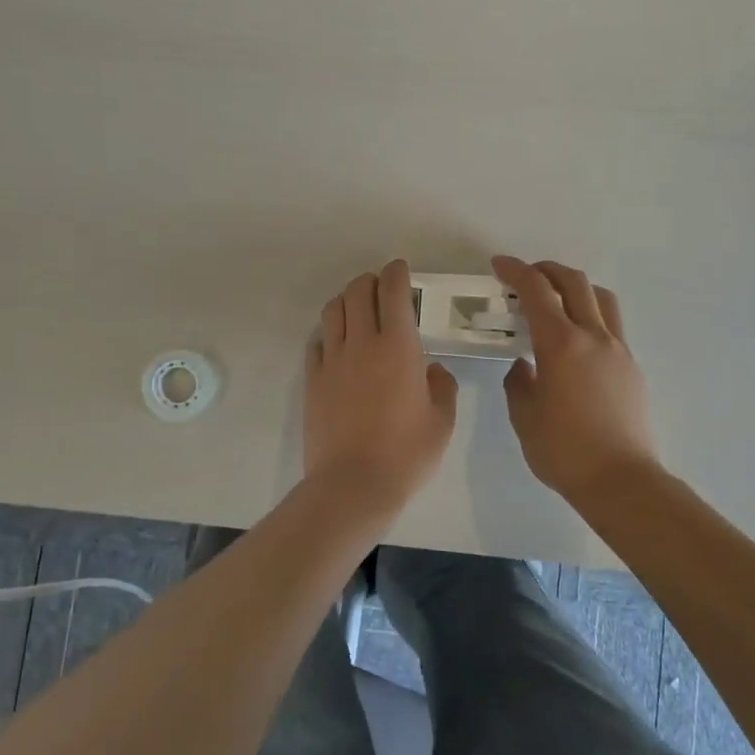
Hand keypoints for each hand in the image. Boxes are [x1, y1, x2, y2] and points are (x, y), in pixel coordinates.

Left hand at [304, 260, 458, 517]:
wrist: (353, 485)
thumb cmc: (406, 454)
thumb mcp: (442, 422)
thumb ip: (441, 386)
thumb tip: (430, 370)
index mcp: (399, 347)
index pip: (393, 292)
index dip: (397, 273)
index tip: (401, 270)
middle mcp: (362, 343)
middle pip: (358, 291)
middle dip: (371, 281)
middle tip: (382, 289)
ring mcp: (332, 360)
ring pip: (333, 310)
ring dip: (347, 300)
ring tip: (358, 309)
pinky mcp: (312, 379)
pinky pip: (317, 341)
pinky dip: (329, 331)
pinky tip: (337, 342)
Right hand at [492, 255, 660, 504]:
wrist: (621, 481)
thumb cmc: (564, 451)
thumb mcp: (525, 416)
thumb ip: (519, 382)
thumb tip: (524, 366)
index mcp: (561, 344)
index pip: (536, 291)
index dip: (516, 271)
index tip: (499, 265)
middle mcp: (593, 337)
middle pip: (574, 282)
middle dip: (547, 270)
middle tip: (526, 276)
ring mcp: (618, 350)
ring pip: (601, 299)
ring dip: (576, 288)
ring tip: (558, 300)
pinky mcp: (632, 368)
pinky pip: (612, 326)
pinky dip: (591, 316)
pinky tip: (577, 342)